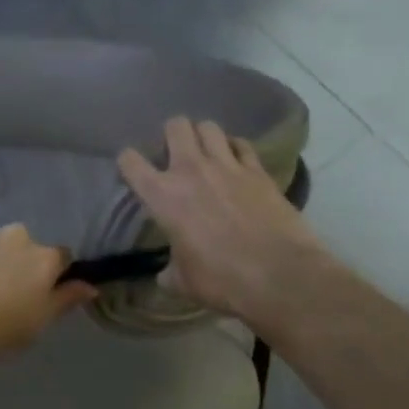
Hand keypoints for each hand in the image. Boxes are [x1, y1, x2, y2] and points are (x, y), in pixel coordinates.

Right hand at [118, 117, 325, 331]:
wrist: (280, 277)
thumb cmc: (221, 280)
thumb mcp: (182, 281)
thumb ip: (169, 270)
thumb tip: (166, 273)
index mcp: (163, 196)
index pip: (130, 161)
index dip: (128, 162)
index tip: (133, 172)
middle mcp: (191, 170)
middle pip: (175, 126)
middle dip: (171, 135)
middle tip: (174, 154)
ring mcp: (228, 166)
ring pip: (209, 127)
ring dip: (203, 137)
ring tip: (205, 153)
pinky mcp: (259, 171)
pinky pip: (242, 145)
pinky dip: (235, 149)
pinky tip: (236, 162)